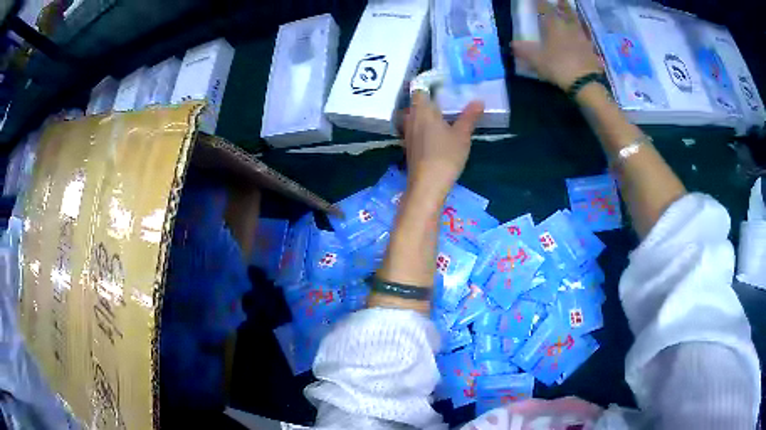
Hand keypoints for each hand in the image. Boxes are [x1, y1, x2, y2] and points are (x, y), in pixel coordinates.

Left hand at [403, 92, 483, 195]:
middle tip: (444, 104)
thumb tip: (479, 101)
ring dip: (423, 117)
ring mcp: (407, 135)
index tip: (442, 89)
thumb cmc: (445, 155)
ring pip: (413, 119)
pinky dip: (422, 130)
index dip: (429, 88)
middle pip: (415, 105)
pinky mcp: (409, 148)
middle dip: (427, 103)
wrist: (427, 185)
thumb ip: (469, 117)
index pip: (419, 91)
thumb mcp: (462, 135)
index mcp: (422, 111)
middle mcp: (411, 120)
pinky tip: (434, 137)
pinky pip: (414, 132)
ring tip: (440, 119)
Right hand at [512, 0, 601, 89]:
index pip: (546, 8)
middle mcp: (570, 28)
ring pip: (579, 23)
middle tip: (561, 1)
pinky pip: (587, 39)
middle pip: (567, 12)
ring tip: (573, 16)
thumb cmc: (558, 66)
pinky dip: (584, 36)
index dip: (541, 2)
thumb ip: (524, 50)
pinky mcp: (592, 51)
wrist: (584, 82)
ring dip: (575, 18)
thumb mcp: (537, 59)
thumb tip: (512, 44)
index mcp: (555, 25)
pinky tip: (583, 38)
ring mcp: (583, 39)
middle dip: (563, 6)